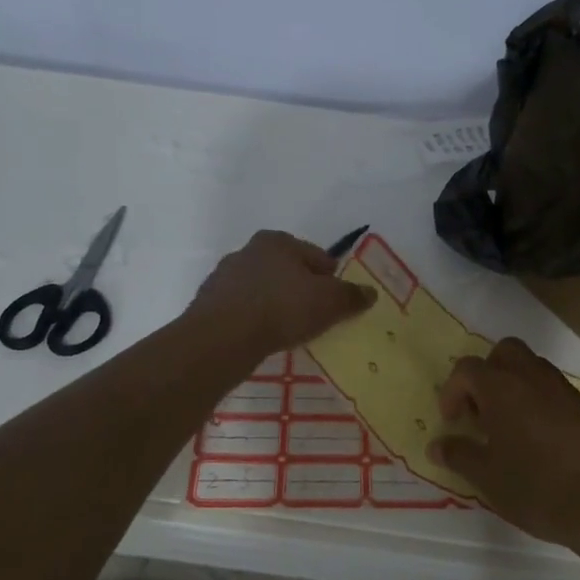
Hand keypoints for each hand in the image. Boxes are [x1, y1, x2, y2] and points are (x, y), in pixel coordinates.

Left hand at [190, 230, 375, 356]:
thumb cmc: (282, 308)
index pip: (317, 256)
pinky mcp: (208, 304)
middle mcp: (248, 250)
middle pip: (287, 270)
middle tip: (315, 317)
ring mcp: (224, 277)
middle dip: (301, 289)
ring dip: (276, 304)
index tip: (337, 302)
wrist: (222, 338)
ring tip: (289, 331)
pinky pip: (243, 310)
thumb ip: (352, 296)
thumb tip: (370, 292)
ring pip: (263, 289)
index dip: (331, 278)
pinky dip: (255, 320)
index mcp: (277, 241)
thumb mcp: (329, 302)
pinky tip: (263, 338)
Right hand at [429, 337, 579, 552]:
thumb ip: (459, 454)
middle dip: (487, 374)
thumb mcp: (486, 477)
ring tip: (507, 424)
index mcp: (501, 387)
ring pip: (531, 366)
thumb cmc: (535, 487)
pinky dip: (537, 398)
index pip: (467, 369)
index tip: (453, 422)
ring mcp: (562, 388)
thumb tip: (437, 445)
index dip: (453, 391)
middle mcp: (532, 376)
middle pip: (504, 352)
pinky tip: (536, 436)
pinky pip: (552, 387)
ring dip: (513, 384)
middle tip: (481, 410)